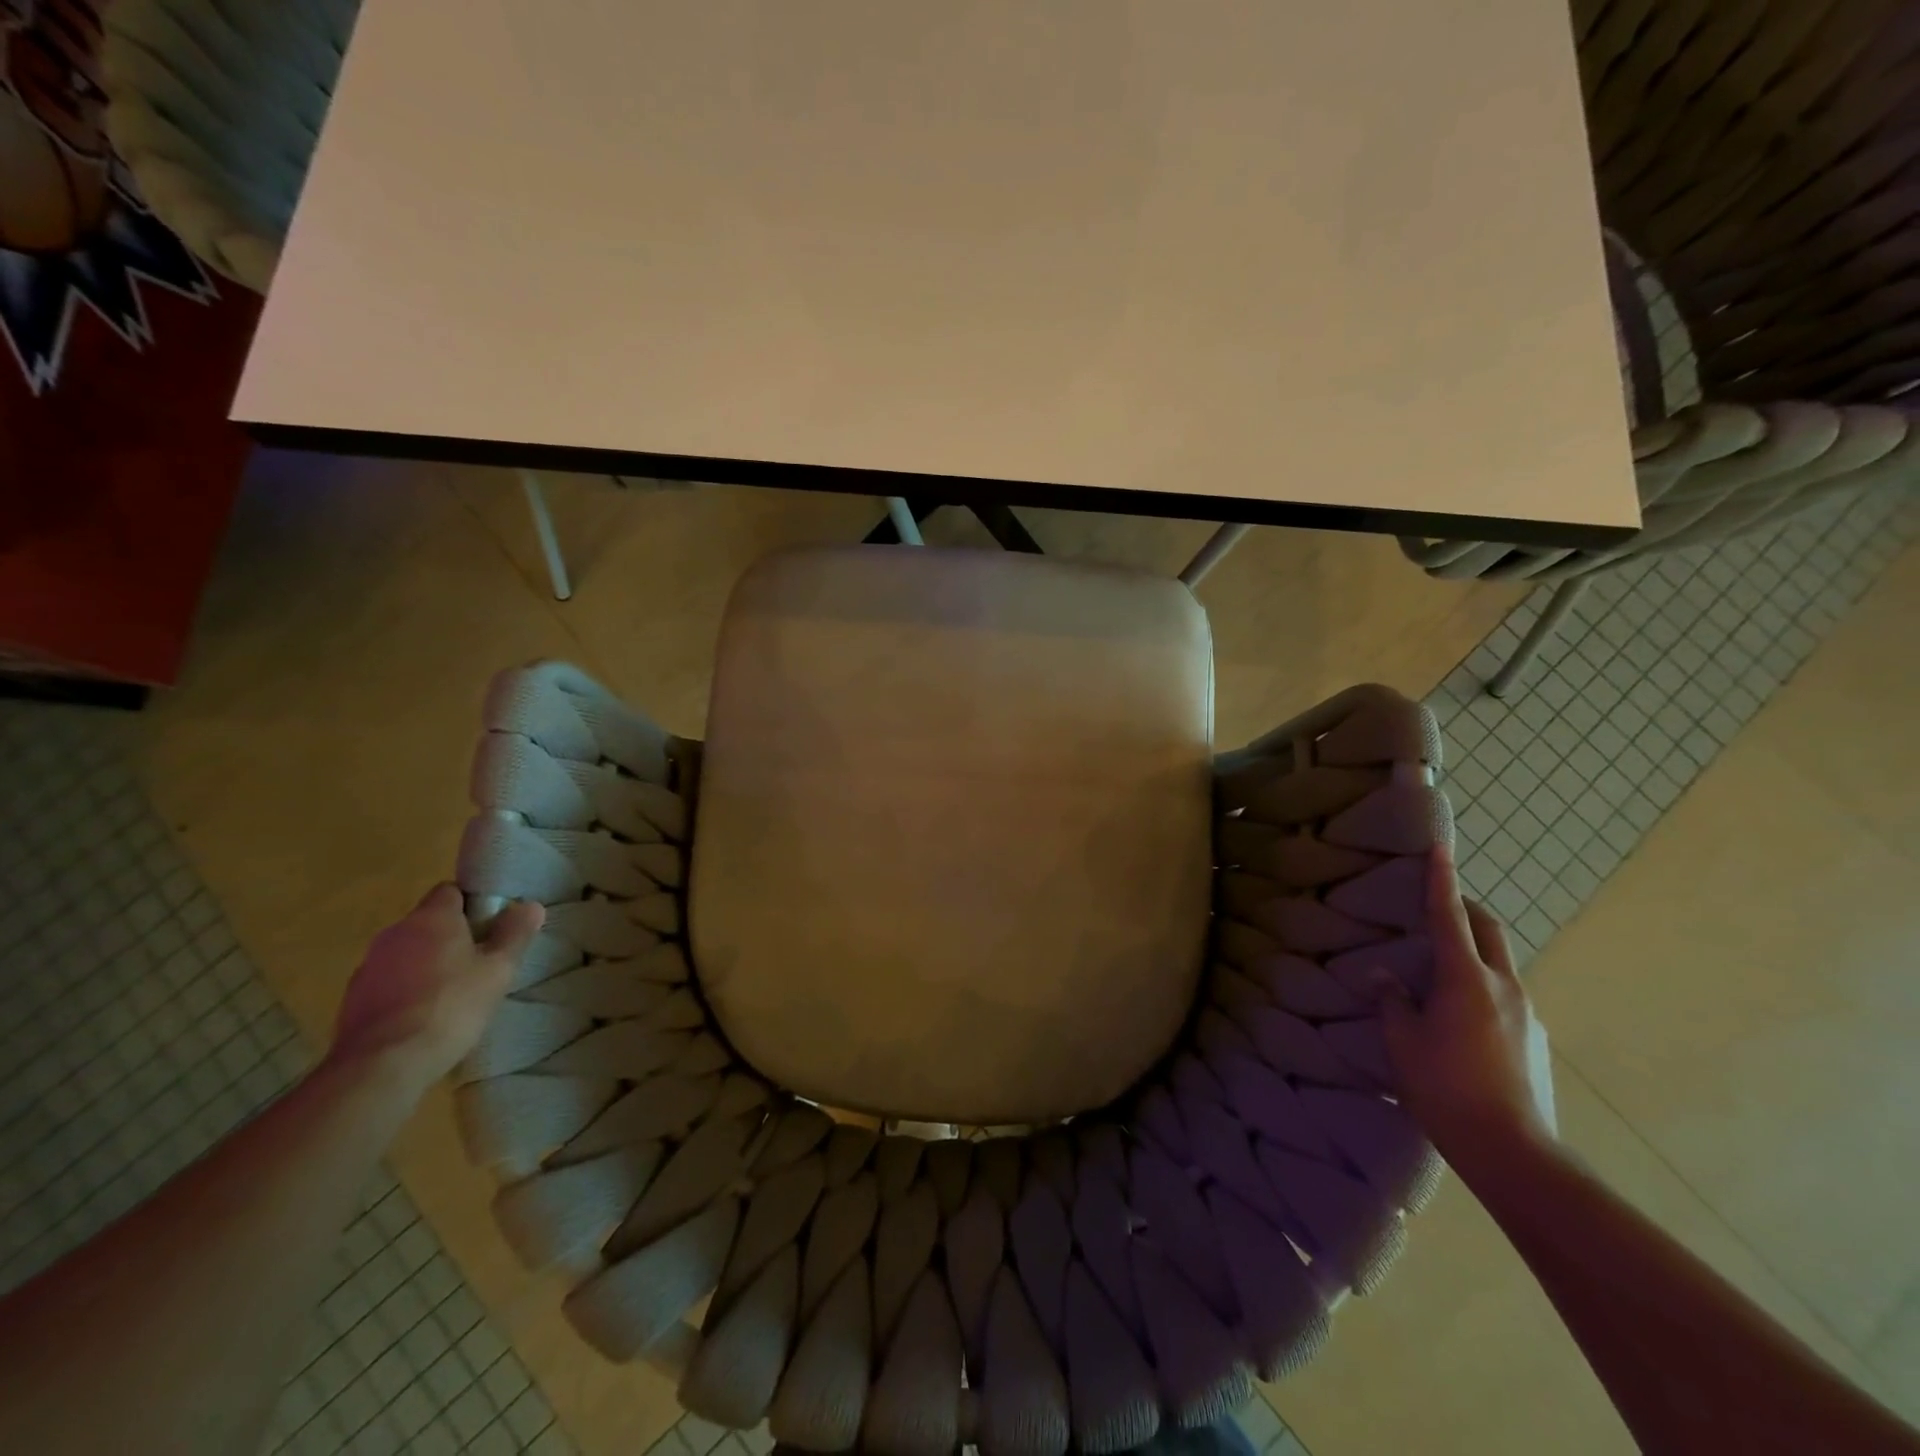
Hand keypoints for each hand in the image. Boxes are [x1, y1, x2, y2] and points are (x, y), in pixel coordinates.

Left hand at [329, 884, 543, 1097]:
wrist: (383, 1065)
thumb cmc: (451, 1007)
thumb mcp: (499, 970)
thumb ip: (515, 934)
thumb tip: (530, 905)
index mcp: (431, 918)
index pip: (450, 890)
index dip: (472, 903)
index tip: (491, 925)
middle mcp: (395, 933)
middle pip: (428, 922)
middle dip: (452, 935)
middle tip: (480, 961)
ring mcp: (369, 966)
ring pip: (407, 952)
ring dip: (427, 963)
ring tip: (452, 992)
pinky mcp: (353, 999)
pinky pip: (389, 981)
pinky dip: (406, 989)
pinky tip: (423, 1015)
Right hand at [1373, 846, 1556, 1176]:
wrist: (1515, 1155)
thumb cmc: (1446, 1090)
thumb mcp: (1402, 1043)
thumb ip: (1392, 1001)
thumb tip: (1383, 975)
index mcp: (1467, 979)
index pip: (1450, 916)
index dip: (1441, 879)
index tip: (1440, 846)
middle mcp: (1505, 986)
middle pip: (1489, 929)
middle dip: (1466, 908)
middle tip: (1438, 905)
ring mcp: (1528, 1014)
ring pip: (1500, 963)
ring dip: (1474, 950)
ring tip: (1441, 971)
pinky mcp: (1536, 1040)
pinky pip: (1506, 995)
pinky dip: (1483, 985)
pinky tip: (1461, 1018)